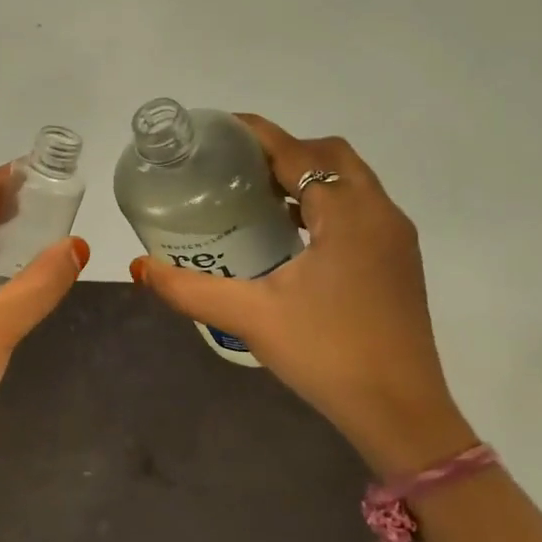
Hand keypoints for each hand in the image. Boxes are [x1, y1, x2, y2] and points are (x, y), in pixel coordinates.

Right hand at [130, 117, 473, 477]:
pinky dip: (324, 202)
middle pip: (331, 156)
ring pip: (350, 181)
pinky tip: (289, 233)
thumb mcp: (251, 317)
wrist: (401, 413)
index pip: (299, 153)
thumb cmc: (328, 353)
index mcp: (347, 215)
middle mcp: (379, 214)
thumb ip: (190, 289)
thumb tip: (140, 267)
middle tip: (235, 166)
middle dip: (284, 150)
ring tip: (255, 194)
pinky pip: (358, 208)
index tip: (220, 128)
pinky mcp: (397, 261)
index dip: (258, 133)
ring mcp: (394, 238)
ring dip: (307, 175)